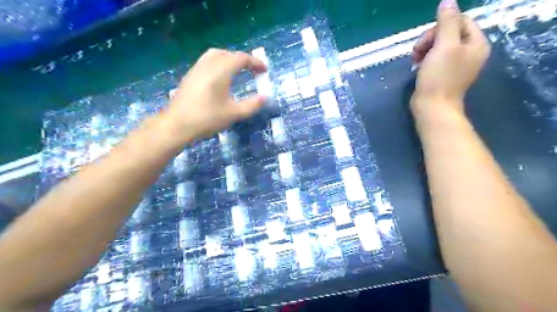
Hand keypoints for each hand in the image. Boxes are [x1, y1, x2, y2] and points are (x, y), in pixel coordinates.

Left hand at [161, 47, 267, 144]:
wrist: (177, 124)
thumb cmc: (207, 118)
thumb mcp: (234, 113)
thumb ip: (252, 105)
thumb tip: (264, 97)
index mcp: (221, 70)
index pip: (241, 58)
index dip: (255, 62)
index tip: (264, 70)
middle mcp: (208, 64)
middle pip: (228, 53)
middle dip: (243, 60)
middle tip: (253, 70)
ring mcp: (197, 68)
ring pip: (216, 55)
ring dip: (230, 59)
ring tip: (238, 71)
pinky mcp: (190, 75)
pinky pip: (207, 61)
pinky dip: (219, 63)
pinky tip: (220, 78)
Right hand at [408, 0, 490, 115]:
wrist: (432, 107)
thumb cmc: (439, 77)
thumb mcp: (444, 46)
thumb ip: (447, 22)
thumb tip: (448, 0)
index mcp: (476, 43)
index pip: (460, 21)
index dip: (440, 27)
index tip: (426, 41)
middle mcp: (470, 52)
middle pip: (449, 33)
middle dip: (430, 39)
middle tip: (416, 52)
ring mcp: (457, 64)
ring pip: (440, 45)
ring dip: (425, 49)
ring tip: (414, 60)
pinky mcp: (444, 74)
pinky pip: (435, 58)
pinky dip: (425, 59)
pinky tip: (417, 66)